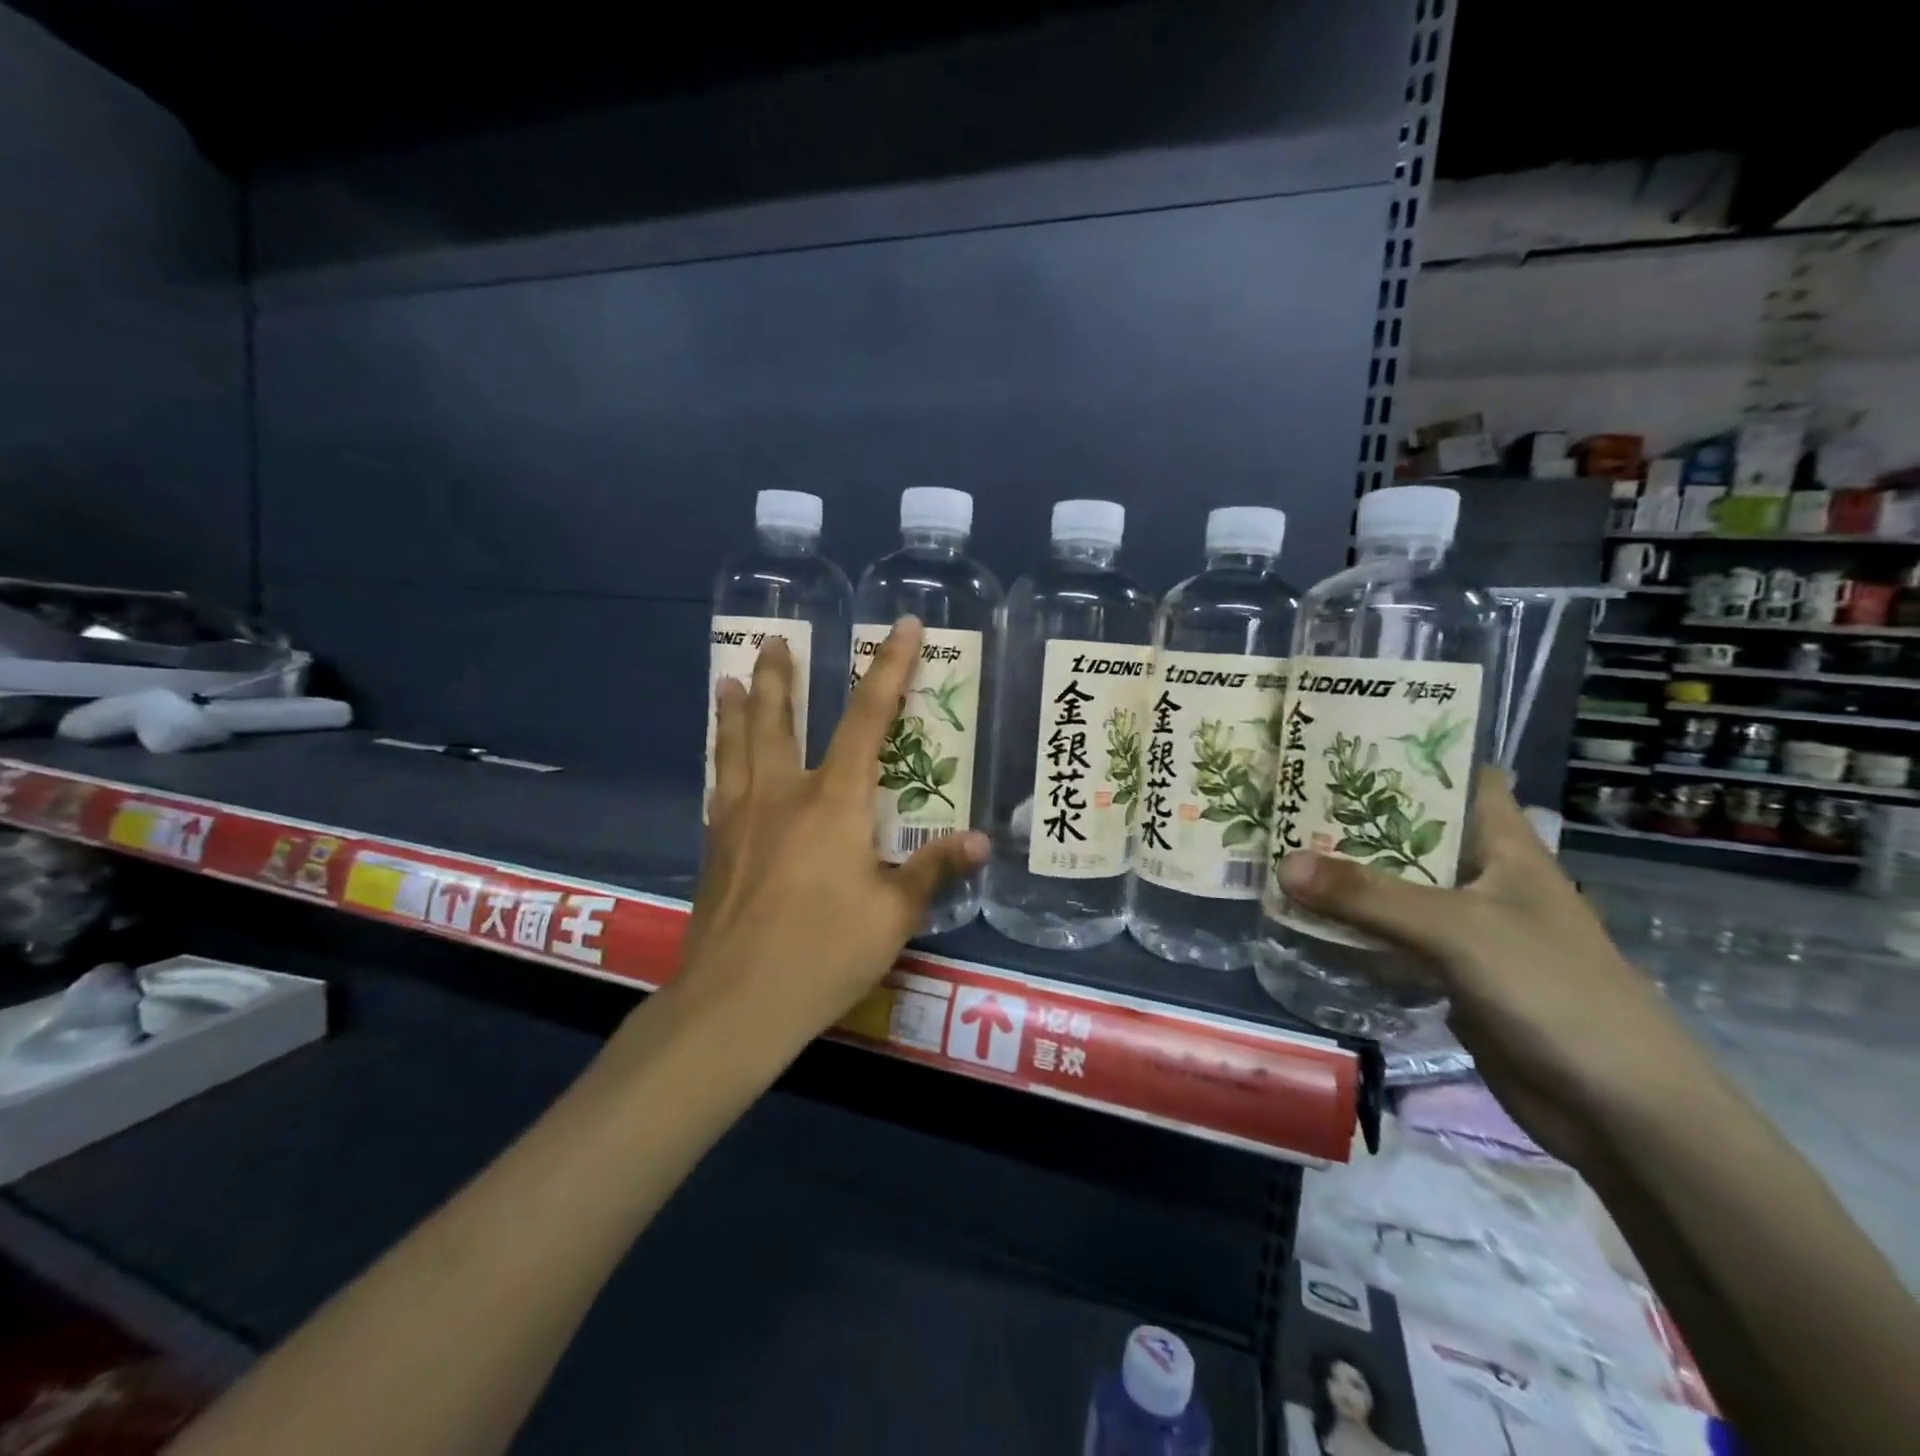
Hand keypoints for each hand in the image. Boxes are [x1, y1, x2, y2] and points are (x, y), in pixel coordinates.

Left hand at [677, 618, 987, 1051]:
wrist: (735, 1003)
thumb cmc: (824, 952)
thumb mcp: (893, 914)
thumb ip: (933, 870)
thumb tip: (979, 841)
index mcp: (834, 800)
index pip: (868, 717)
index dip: (890, 667)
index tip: (902, 627)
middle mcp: (782, 793)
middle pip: (776, 719)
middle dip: (778, 677)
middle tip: (773, 641)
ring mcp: (740, 818)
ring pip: (734, 746)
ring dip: (735, 708)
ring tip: (727, 678)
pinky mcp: (715, 847)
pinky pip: (719, 784)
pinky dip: (720, 758)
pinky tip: (718, 762)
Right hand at [1274, 769, 1695, 1165]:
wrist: (1618, 1110)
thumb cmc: (1554, 992)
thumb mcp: (1458, 931)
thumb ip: (1369, 897)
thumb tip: (1283, 864)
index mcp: (1504, 846)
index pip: (1460, 777)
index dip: (1409, 753)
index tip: (1344, 741)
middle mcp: (1482, 877)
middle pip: (1411, 831)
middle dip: (1354, 815)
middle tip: (1286, 793)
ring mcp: (1466, 927)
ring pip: (1394, 885)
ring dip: (1345, 873)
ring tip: (1277, 846)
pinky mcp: (1448, 971)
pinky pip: (1389, 935)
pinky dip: (1351, 925)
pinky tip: (1303, 917)